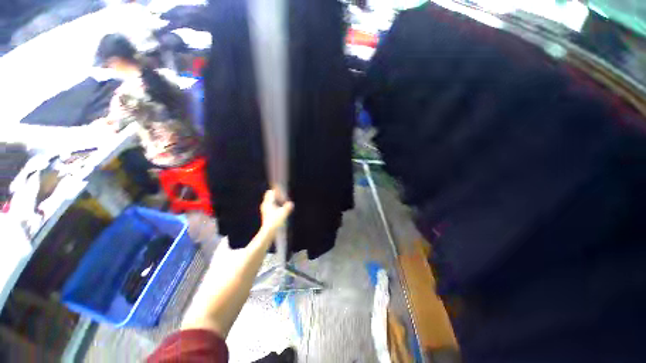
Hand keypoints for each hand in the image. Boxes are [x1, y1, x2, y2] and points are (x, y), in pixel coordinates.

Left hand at [259, 190, 293, 240]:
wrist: (268, 232)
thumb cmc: (275, 222)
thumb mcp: (283, 214)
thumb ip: (287, 208)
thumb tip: (291, 204)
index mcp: (268, 203)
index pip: (271, 192)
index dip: (277, 191)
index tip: (283, 192)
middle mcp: (265, 205)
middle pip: (269, 196)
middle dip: (276, 195)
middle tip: (283, 198)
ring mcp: (265, 210)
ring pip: (270, 201)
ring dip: (276, 201)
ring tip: (282, 204)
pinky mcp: (266, 214)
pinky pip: (271, 206)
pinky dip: (275, 206)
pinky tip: (280, 210)